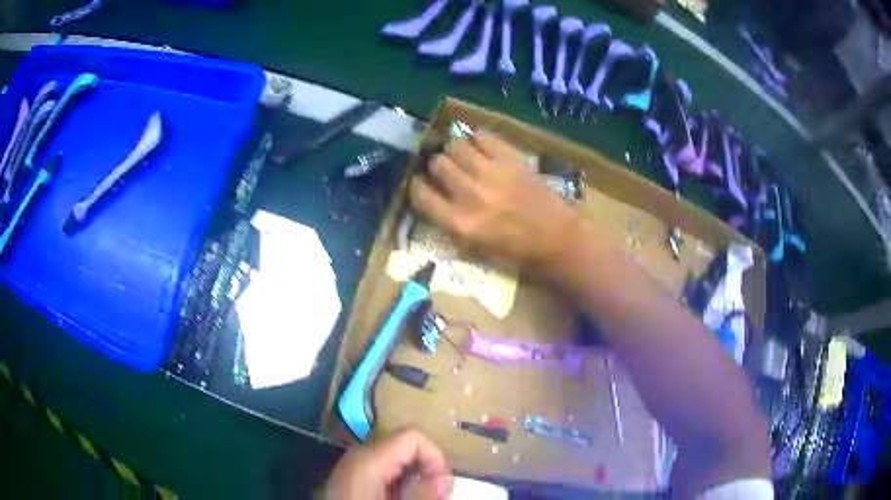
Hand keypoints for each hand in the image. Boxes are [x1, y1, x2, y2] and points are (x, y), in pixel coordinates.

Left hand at [325, 429, 452, 499]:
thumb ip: (424, 492)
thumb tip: (442, 479)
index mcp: (368, 458)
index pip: (413, 435)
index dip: (435, 457)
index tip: (441, 485)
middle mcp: (357, 454)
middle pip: (403, 444)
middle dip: (425, 466)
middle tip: (434, 493)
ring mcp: (350, 464)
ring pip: (393, 457)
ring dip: (412, 474)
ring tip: (417, 496)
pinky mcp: (348, 476)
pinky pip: (380, 468)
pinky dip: (396, 479)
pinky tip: (397, 496)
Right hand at [410, 131, 581, 273]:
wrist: (555, 237)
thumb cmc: (515, 250)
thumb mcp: (473, 248)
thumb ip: (448, 223)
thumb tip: (431, 197)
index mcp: (459, 223)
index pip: (421, 194)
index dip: (417, 185)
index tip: (421, 182)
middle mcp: (470, 194)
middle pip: (437, 164)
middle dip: (437, 165)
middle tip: (445, 169)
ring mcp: (491, 173)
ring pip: (455, 145)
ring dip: (454, 150)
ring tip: (462, 155)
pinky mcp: (510, 159)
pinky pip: (482, 136)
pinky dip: (477, 139)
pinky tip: (480, 147)